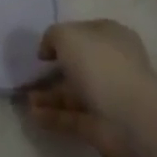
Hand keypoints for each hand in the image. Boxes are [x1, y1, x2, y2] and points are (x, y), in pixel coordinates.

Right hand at [26, 19, 156, 156]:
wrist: (129, 118)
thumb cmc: (100, 65)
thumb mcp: (68, 36)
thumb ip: (53, 36)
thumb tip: (48, 51)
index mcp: (111, 37)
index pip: (85, 32)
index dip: (63, 37)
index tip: (42, 49)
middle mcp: (112, 64)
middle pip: (79, 64)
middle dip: (54, 70)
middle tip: (30, 75)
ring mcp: (108, 96)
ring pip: (73, 92)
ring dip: (49, 95)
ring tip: (26, 99)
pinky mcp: (100, 124)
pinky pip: (71, 117)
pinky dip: (52, 116)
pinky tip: (33, 115)